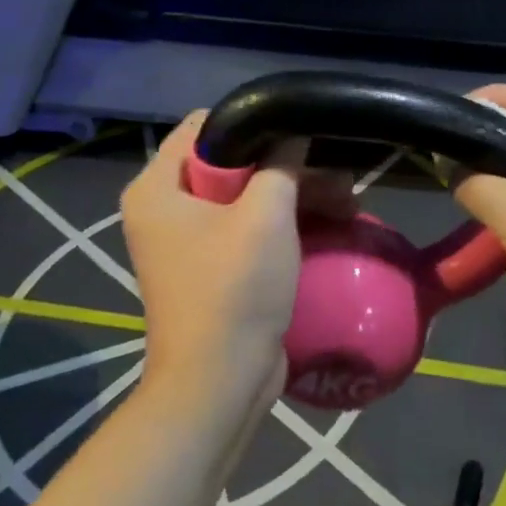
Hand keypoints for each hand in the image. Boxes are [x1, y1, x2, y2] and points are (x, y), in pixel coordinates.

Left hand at [122, 115, 350, 419]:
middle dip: (287, 167)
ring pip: (246, 198)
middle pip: (230, 164)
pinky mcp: (212, 269)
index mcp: (157, 188)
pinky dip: (285, 224)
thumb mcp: (264, 216)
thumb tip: (292, 135)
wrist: (220, 382)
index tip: (297, 133)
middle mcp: (165, 209)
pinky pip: (249, 230)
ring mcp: (188, 242)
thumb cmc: (234, 289)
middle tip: (338, 176)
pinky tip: (330, 225)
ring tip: (348, 203)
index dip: (251, 123)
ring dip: (295, 197)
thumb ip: (280, 164)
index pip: (202, 127)